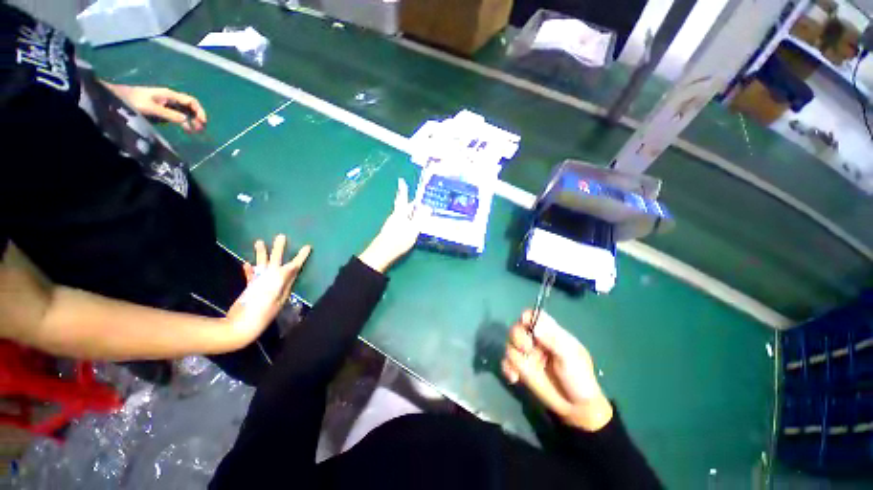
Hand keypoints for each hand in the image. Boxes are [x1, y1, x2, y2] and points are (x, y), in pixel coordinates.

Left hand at [108, 84, 206, 131]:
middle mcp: (171, 99)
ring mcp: (167, 105)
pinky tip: (184, 129)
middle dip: (197, 117)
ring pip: (186, 112)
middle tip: (200, 130)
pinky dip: (184, 122)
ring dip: (192, 121)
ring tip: (193, 131)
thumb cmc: (134, 101)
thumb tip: (187, 122)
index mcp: (170, 95)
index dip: (200, 111)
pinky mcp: (163, 111)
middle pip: (190, 107)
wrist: (119, 98)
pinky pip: (178, 116)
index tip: (203, 122)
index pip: (191, 102)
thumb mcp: (152, 108)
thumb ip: (170, 115)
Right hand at [225, 235, 310, 347]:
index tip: (308, 247)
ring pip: (263, 267)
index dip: (301, 256)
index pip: (295, 267)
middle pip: (278, 262)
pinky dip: (251, 270)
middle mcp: (275, 284)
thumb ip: (284, 276)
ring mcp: (262, 288)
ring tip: (259, 241)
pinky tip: (246, 263)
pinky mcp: (251, 292)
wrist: (241, 326)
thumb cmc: (260, 307)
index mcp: (284, 283)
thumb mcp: (275, 289)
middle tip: (281, 235)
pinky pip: (252, 277)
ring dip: (262, 255)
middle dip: (280, 249)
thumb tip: (295, 265)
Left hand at [358, 178, 426, 272]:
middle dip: (410, 203)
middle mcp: (395, 217)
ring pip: (403, 215)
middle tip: (419, 200)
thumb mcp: (413, 229)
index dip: (403, 189)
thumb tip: (427, 207)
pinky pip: (402, 222)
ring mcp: (392, 224)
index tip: (401, 180)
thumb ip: (420, 218)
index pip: (402, 198)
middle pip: (403, 207)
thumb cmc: (398, 240)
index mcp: (400, 213)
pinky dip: (408, 220)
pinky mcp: (391, 232)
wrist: (382, 253)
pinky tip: (412, 225)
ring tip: (419, 212)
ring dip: (410, 212)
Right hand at [502, 310, 613, 431]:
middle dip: (518, 338)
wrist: (576, 408)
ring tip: (523, 370)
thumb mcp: (570, 356)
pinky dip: (507, 368)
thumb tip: (534, 327)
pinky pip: (506, 362)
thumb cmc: (579, 378)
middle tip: (528, 349)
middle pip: (516, 328)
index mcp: (548, 332)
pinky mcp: (520, 369)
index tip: (526, 325)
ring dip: (515, 356)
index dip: (526, 317)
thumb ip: (553, 340)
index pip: (532, 316)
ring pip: (509, 345)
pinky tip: (515, 378)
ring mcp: (526, 355)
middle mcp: (535, 340)